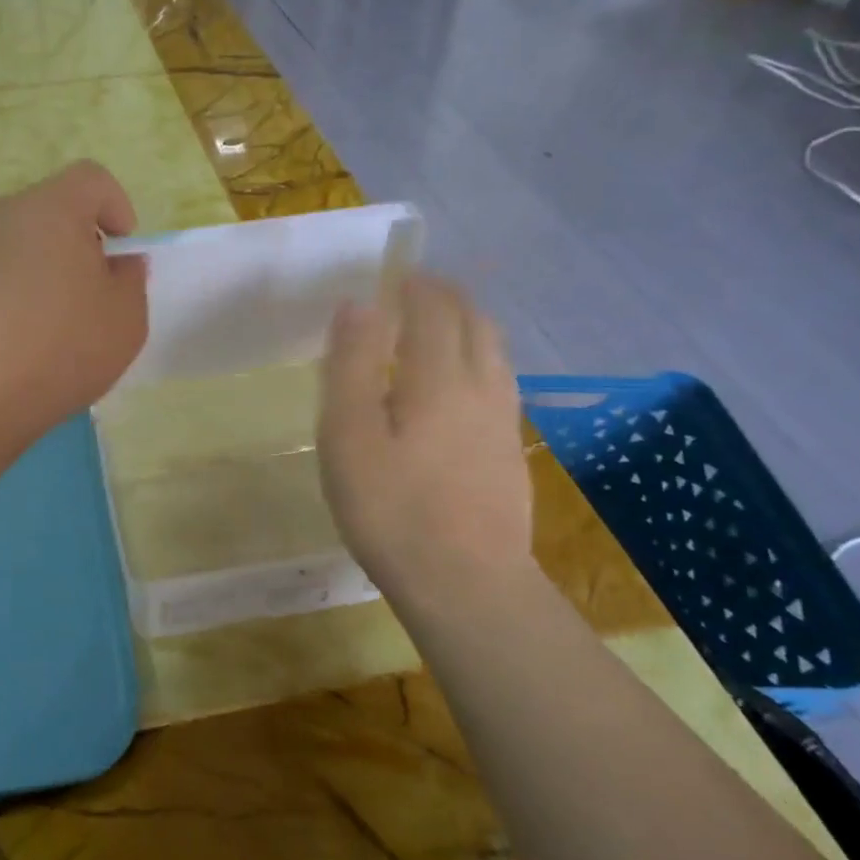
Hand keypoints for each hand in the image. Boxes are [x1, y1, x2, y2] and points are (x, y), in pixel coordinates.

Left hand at [0, 161, 148, 432]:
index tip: (122, 254)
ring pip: (24, 245)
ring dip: (48, 271)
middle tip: (96, 292)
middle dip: (82, 243)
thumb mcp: (126, 316)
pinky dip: (18, 295)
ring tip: (59, 324)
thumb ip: (131, 278)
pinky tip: (25, 342)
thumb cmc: (63, 346)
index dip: (118, 207)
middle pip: (54, 211)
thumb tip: (117, 263)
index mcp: (51, 208)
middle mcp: (4, 216)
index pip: (92, 179)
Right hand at [318, 275, 532, 591]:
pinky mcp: (510, 450)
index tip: (394, 276)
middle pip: (473, 321)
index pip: (433, 307)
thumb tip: (359, 305)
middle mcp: (481, 385)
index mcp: (438, 375)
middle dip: (445, 297)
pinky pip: (499, 382)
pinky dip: (478, 360)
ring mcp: (503, 419)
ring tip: (438, 328)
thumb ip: (351, 365)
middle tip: (414, 293)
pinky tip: (460, 386)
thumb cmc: (392, 507)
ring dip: (467, 325)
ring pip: (494, 351)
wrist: (466, 583)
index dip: (414, 285)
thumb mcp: (349, 435)